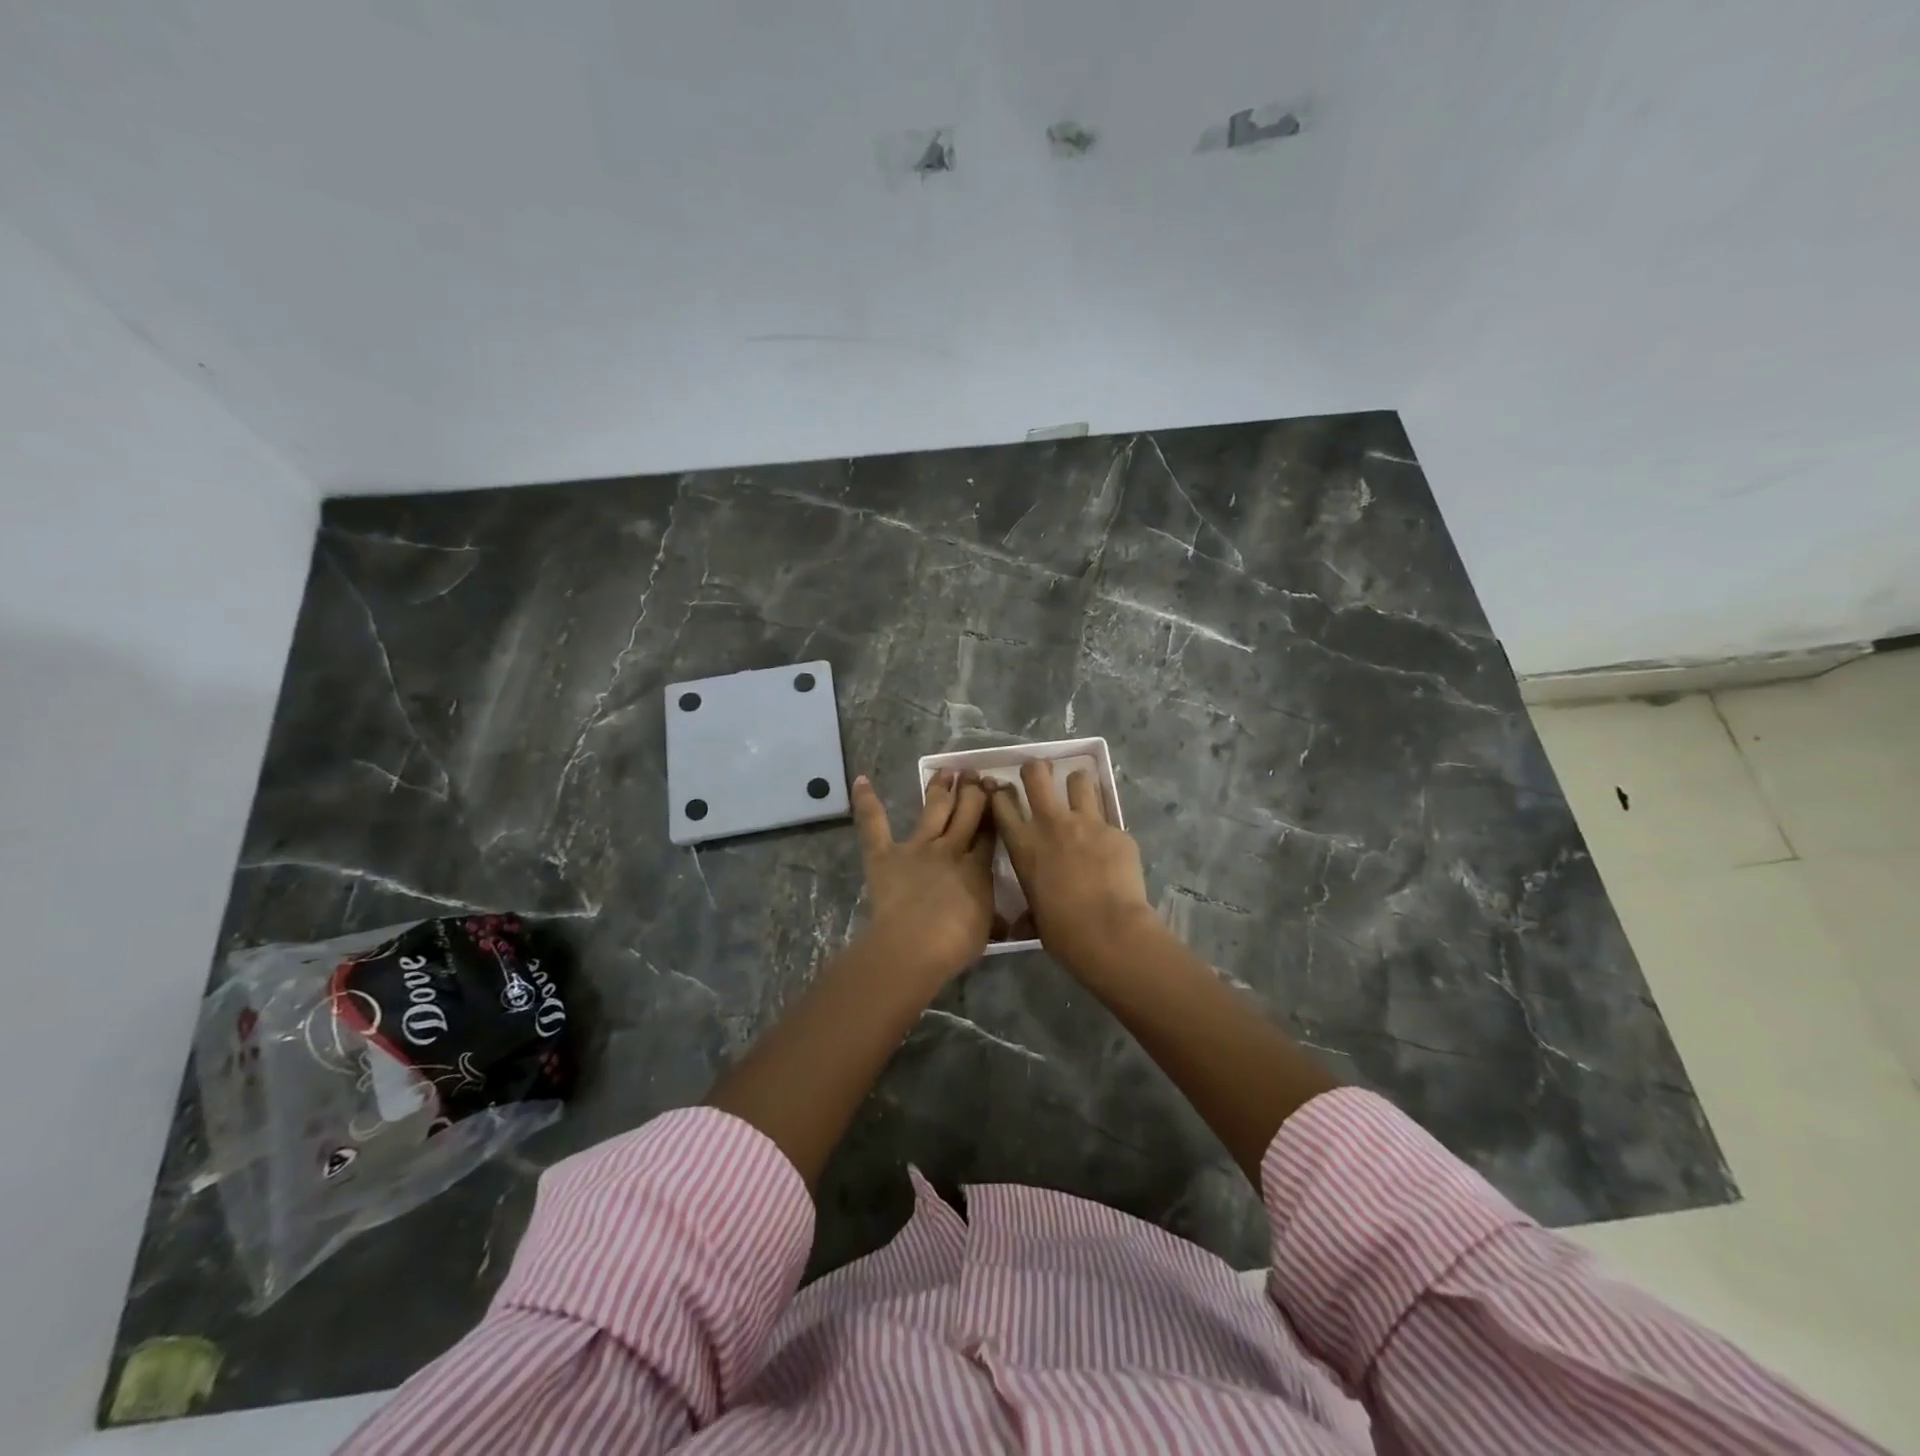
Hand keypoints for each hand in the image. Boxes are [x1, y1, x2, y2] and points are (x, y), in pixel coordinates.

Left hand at [851, 771, 994, 984]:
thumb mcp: (985, 931)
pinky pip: (875, 824)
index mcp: (978, 867)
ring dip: (940, 787)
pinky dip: (867, 802)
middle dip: (972, 789)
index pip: (990, 831)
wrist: (915, 944)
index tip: (998, 792)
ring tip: (947, 770)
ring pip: (934, 808)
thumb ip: (993, 918)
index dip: (994, 809)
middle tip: (974, 774)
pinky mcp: (885, 854)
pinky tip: (861, 780)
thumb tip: (1006, 922)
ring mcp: (917, 847)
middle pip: (966, 810)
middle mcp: (951, 848)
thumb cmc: (954, 944)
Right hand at [988, 760, 1159, 978]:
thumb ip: (1029, 909)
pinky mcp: (1117, 831)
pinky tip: (1112, 848)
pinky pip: (1110, 819)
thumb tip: (1020, 926)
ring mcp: (1087, 822)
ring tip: (1081, 796)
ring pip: (1079, 780)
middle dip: (1037, 769)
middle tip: (1041, 774)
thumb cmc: (1063, 932)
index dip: (1000, 793)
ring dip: (1078, 786)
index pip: (1002, 802)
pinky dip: (1107, 830)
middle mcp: (1051, 824)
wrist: (1110, 931)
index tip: (1003, 792)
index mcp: (1024, 845)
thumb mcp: (1035, 917)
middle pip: (1037, 773)